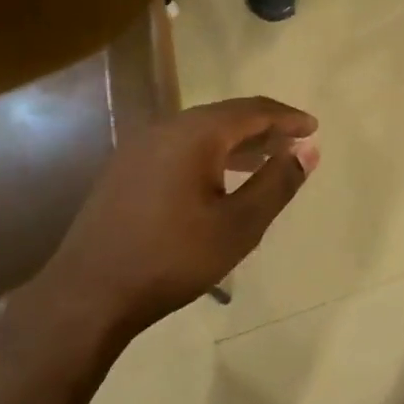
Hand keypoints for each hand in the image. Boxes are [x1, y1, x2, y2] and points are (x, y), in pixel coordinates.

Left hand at [36, 97, 319, 338]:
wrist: (90, 292)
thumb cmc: (173, 258)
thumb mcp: (238, 226)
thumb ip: (277, 183)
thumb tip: (308, 150)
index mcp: (195, 133)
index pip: (252, 110)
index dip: (287, 117)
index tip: (313, 128)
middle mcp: (165, 127)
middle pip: (224, 116)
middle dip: (262, 128)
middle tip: (293, 144)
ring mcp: (140, 146)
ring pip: (199, 133)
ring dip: (235, 143)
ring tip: (265, 160)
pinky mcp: (125, 168)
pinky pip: (178, 148)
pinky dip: (208, 155)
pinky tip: (218, 179)